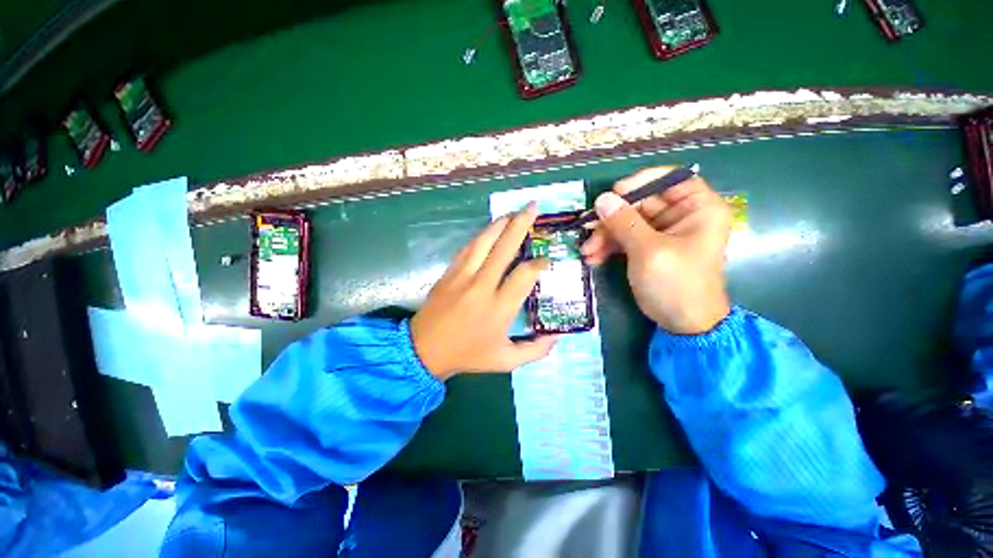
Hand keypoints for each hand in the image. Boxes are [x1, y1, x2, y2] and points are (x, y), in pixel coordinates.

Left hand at [411, 204, 557, 379]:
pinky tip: (490, 229)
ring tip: (514, 212)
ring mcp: (463, 276)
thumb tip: (557, 337)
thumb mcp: (505, 361)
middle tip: (533, 208)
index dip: (539, 263)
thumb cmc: (467, 354)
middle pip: (504, 248)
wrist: (425, 350)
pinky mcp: (449, 273)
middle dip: (521, 225)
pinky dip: (481, 236)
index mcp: (499, 307)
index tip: (546, 261)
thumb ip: (535, 351)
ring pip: (484, 242)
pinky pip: (468, 248)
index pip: (525, 274)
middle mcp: (482, 286)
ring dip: (500, 224)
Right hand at [581, 167, 731, 333]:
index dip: (641, 182)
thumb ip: (624, 222)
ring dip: (605, 235)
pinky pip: (624, 238)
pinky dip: (608, 246)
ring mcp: (662, 232)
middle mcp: (681, 215)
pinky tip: (594, 258)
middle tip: (587, 227)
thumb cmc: (675, 284)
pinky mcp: (647, 247)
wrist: (682, 324)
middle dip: (612, 217)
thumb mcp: (648, 251)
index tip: (614, 194)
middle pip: (641, 202)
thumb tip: (602, 199)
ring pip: (627, 221)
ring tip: (587, 251)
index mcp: (698, 208)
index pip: (670, 178)